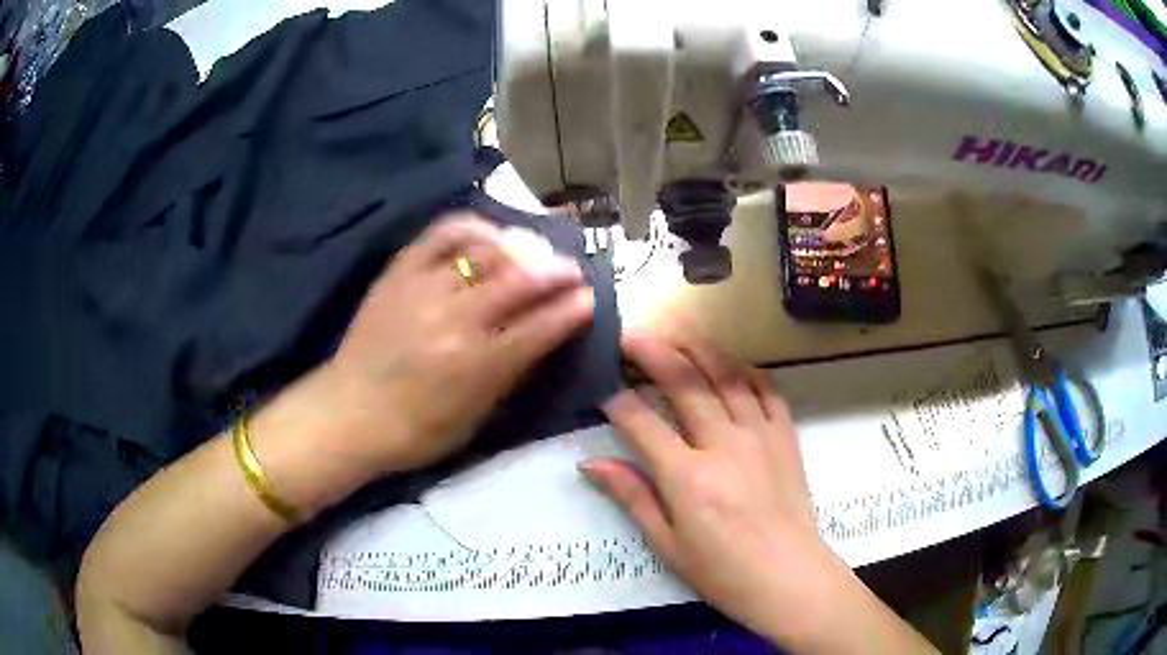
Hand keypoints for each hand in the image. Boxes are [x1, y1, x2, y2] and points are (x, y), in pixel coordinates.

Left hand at [253, 215, 594, 512]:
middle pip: (518, 282)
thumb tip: (543, 337)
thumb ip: (510, 377)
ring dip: (521, 248)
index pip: (538, 329)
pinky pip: (442, 234)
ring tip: (536, 250)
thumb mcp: (473, 419)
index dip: (571, 310)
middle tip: (572, 269)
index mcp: (474, 368)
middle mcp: (452, 322)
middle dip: (555, 272)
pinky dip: (473, 228)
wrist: (348, 413)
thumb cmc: (414, 431)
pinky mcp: (399, 272)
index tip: (589, 298)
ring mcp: (423, 290)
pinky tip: (490, 233)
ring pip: (485, 253)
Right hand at [582, 331, 932, 651]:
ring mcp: (760, 434)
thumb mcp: (667, 544)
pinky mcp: (786, 435)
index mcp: (688, 477)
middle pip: (683, 382)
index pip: (641, 422)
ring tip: (675, 333)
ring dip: (697, 348)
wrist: (788, 578)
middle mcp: (723, 444)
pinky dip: (746, 369)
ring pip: (726, 374)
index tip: (602, 386)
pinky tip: (730, 364)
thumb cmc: (722, 572)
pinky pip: (767, 388)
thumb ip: (632, 496)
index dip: (616, 400)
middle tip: (630, 335)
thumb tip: (590, 463)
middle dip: (652, 352)